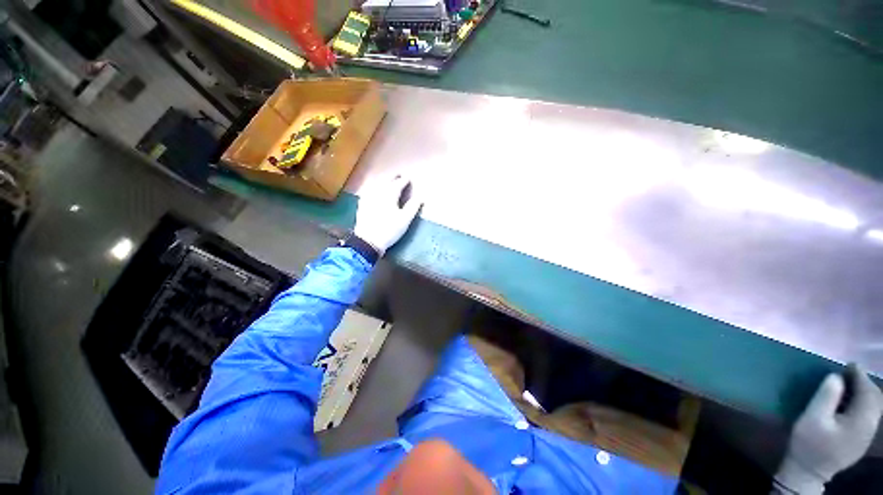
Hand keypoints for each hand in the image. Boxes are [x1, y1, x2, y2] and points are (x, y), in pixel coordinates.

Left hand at [354, 175, 421, 254]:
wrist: (368, 241)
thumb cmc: (389, 230)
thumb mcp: (405, 220)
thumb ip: (413, 207)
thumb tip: (420, 198)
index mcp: (389, 195)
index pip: (398, 184)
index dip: (404, 181)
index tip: (408, 178)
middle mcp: (378, 193)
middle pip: (386, 182)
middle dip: (393, 179)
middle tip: (399, 176)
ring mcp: (368, 198)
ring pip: (377, 186)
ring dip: (383, 182)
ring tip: (388, 181)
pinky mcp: (362, 205)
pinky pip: (369, 191)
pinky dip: (374, 188)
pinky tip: (374, 190)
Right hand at [775, 366, 882, 493]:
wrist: (809, 470)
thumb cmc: (809, 442)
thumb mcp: (813, 418)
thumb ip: (826, 397)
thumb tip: (836, 377)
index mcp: (861, 421)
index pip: (867, 392)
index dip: (860, 376)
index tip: (849, 364)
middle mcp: (870, 426)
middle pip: (875, 399)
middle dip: (865, 383)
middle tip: (849, 372)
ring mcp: (867, 434)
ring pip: (874, 407)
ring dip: (865, 392)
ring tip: (850, 384)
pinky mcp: (861, 438)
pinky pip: (869, 414)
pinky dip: (863, 402)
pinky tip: (851, 402)